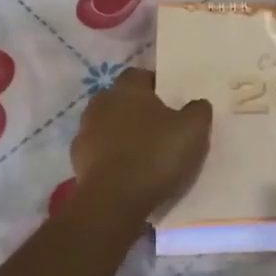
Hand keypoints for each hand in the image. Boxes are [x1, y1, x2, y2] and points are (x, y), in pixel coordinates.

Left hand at [70, 69, 212, 214]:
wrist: (114, 200)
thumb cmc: (155, 155)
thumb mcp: (193, 130)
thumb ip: (198, 110)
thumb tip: (197, 104)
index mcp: (127, 89)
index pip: (139, 74)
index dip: (155, 85)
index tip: (170, 100)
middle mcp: (101, 103)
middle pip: (120, 99)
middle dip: (136, 109)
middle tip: (159, 126)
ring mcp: (85, 132)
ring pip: (107, 125)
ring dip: (121, 133)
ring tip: (143, 152)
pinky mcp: (77, 160)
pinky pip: (98, 151)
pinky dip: (110, 157)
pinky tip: (127, 172)